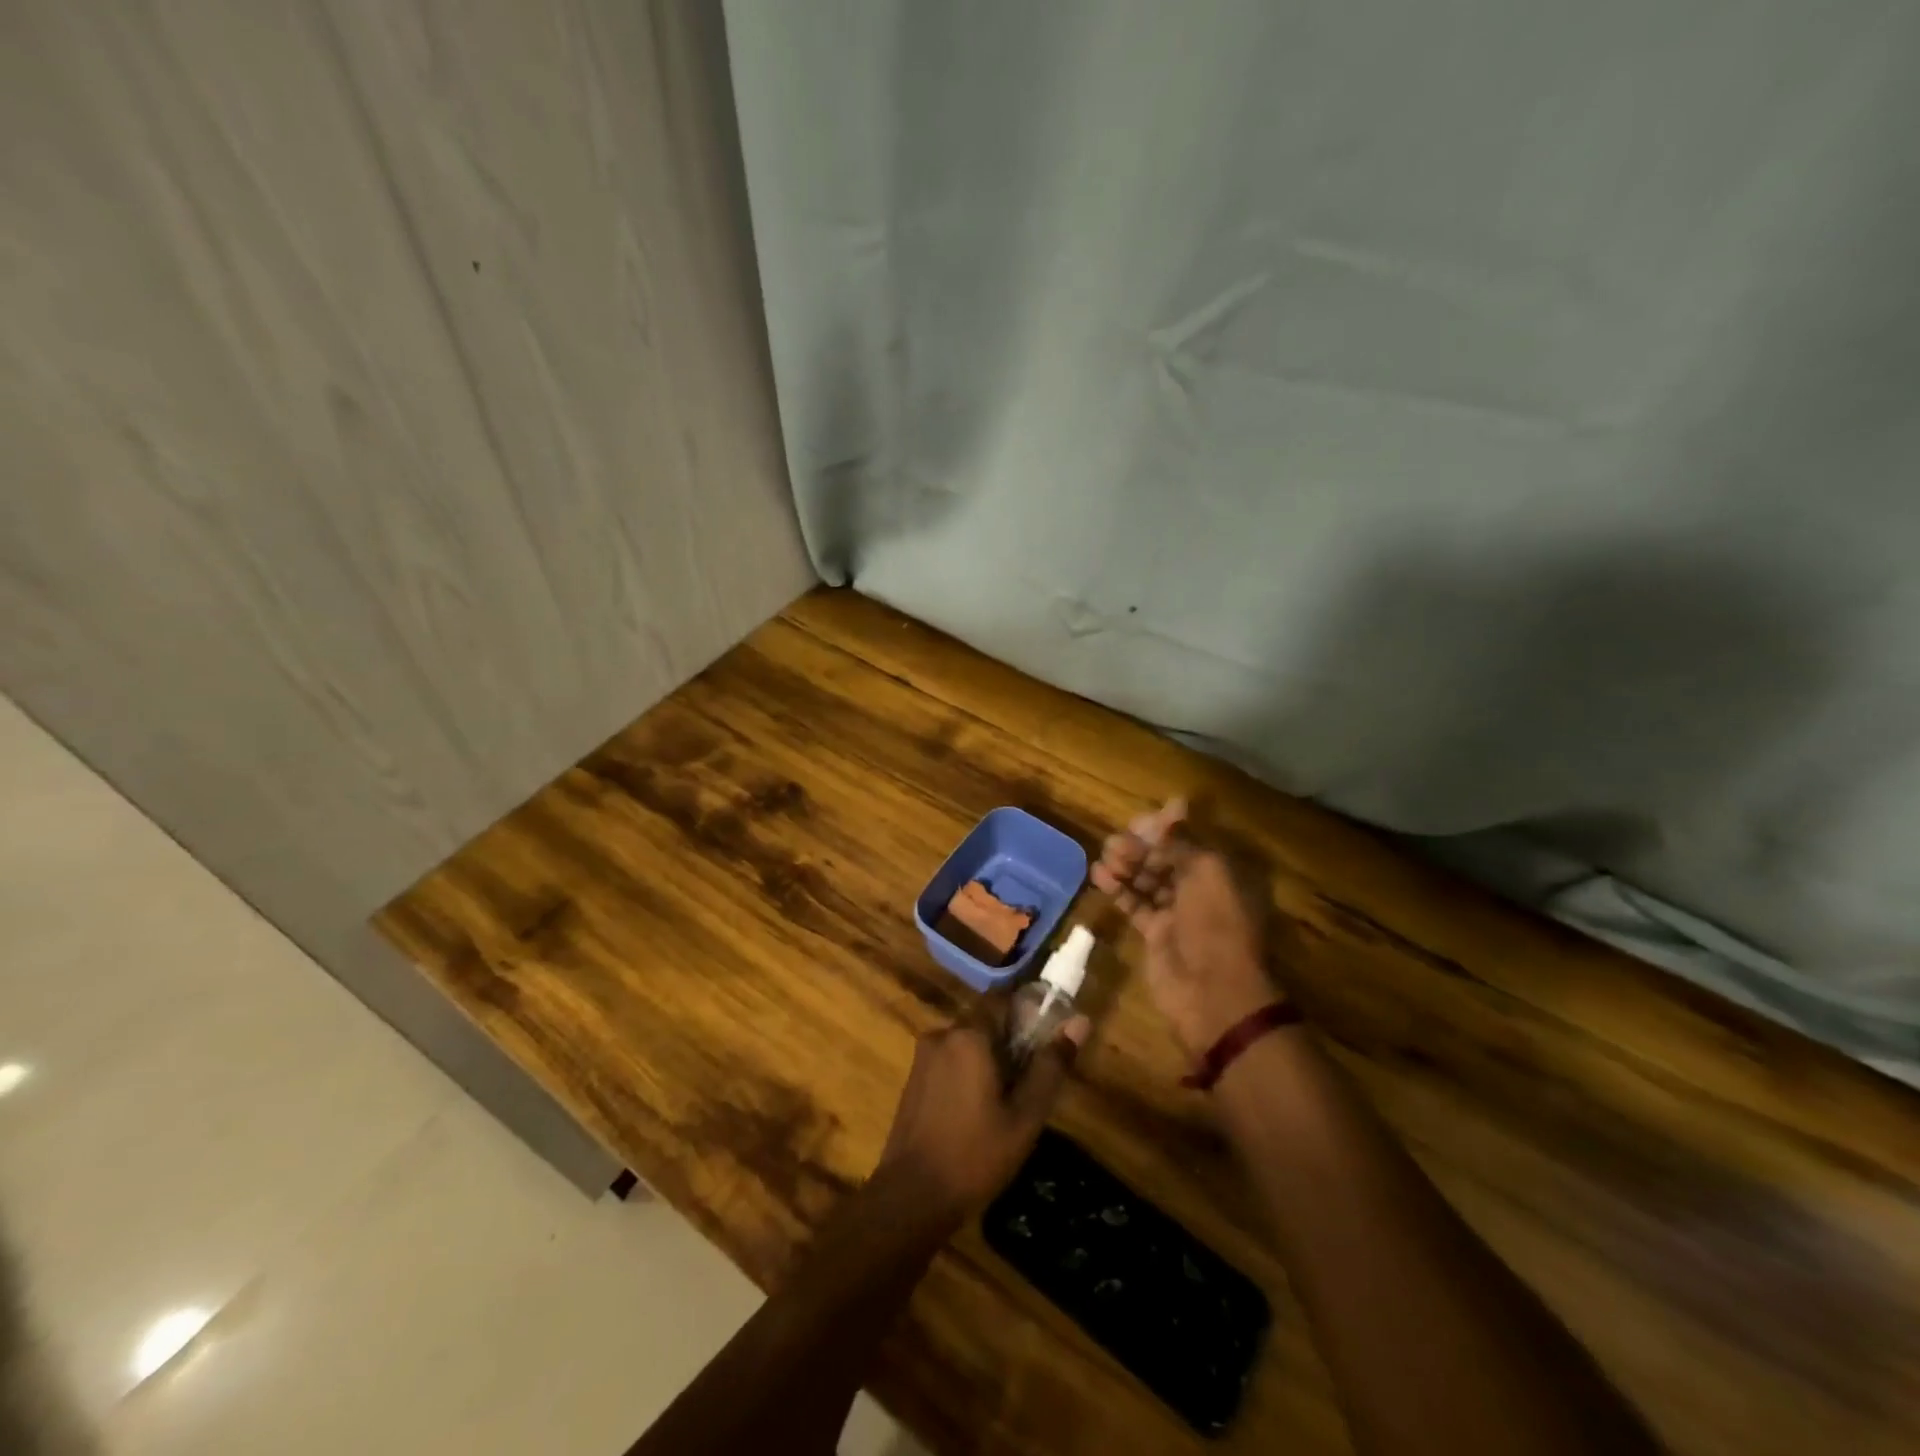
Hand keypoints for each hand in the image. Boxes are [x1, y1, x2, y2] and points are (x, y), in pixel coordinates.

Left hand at [876, 1014, 1087, 1222]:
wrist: (911, 1196)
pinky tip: (977, 1112)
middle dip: (1009, 1044)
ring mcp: (923, 1056)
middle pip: (985, 1022)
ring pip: (966, 1043)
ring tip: (1006, 1103)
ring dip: (987, 1061)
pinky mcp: (913, 1078)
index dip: (1027, 1016)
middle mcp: (942, 1034)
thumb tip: (1080, 1022)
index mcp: (969, 1035)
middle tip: (1029, 1082)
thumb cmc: (975, 1155)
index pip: (1003, 1001)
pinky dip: (967, 1073)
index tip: (1045, 1042)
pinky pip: (949, 1061)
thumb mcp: (1025, 1116)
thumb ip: (1051, 1066)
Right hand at [1092, 798, 1280, 1058]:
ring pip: (1148, 879)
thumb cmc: (1215, 926)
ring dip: (1126, 865)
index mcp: (1220, 873)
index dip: (1165, 829)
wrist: (1212, 994)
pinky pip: (1135, 904)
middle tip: (1116, 842)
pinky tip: (1099, 875)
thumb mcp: (1206, 874)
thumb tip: (1173, 803)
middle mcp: (1200, 890)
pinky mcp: (1155, 934)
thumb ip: (1183, 841)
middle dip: (1141, 847)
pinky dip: (1118, 889)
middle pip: (1165, 858)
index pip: (1189, 840)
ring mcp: (1177, 913)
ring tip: (1105, 856)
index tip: (1140, 822)